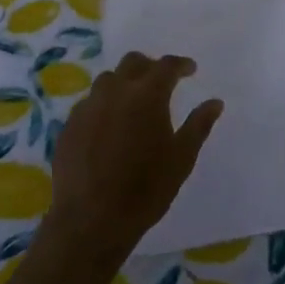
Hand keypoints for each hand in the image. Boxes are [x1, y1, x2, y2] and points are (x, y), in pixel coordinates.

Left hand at [45, 52, 222, 266]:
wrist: (90, 221)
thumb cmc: (145, 189)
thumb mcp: (181, 158)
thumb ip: (199, 125)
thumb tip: (215, 102)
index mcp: (147, 95)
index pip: (166, 66)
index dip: (180, 65)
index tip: (190, 70)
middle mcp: (115, 91)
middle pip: (133, 62)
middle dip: (150, 66)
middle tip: (162, 82)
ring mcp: (88, 106)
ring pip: (108, 80)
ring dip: (124, 83)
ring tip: (133, 103)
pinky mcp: (69, 125)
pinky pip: (89, 103)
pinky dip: (104, 105)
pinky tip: (109, 126)